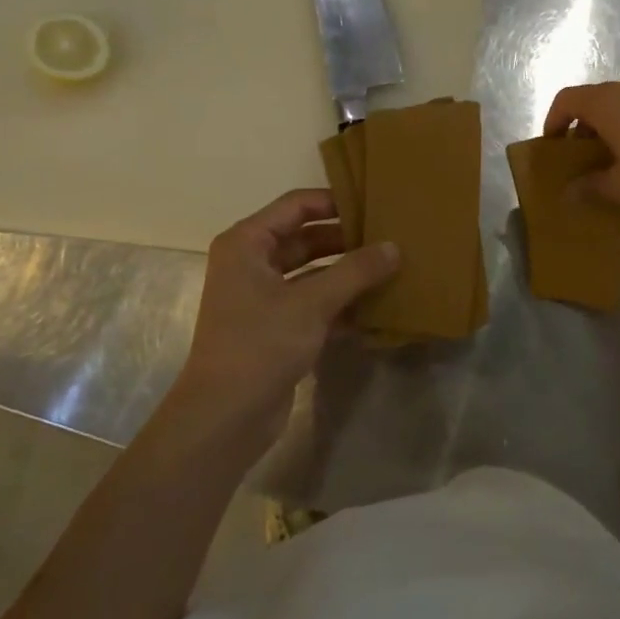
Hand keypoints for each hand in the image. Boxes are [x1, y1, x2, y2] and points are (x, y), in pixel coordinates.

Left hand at [175, 189, 397, 438]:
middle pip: (305, 238)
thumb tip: (394, 247)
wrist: (225, 416)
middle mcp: (252, 263)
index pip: (296, 205)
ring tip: (391, 268)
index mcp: (247, 243)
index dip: (334, 202)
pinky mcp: (276, 327)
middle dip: (346, 240)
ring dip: (347, 273)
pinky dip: (341, 303)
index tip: (374, 204)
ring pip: (313, 272)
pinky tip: (377, 307)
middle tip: (390, 237)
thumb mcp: (312, 303)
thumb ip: (355, 271)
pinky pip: (314, 303)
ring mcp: (263, 297)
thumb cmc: (260, 344)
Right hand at [542, 72, 619, 229]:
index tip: (554, 147)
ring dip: (612, 127)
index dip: (554, 121)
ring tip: (615, 161)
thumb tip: (569, 191)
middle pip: (597, 100)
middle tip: (583, 160)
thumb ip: (590, 185)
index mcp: (610, 102)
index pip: (568, 99)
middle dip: (584, 127)